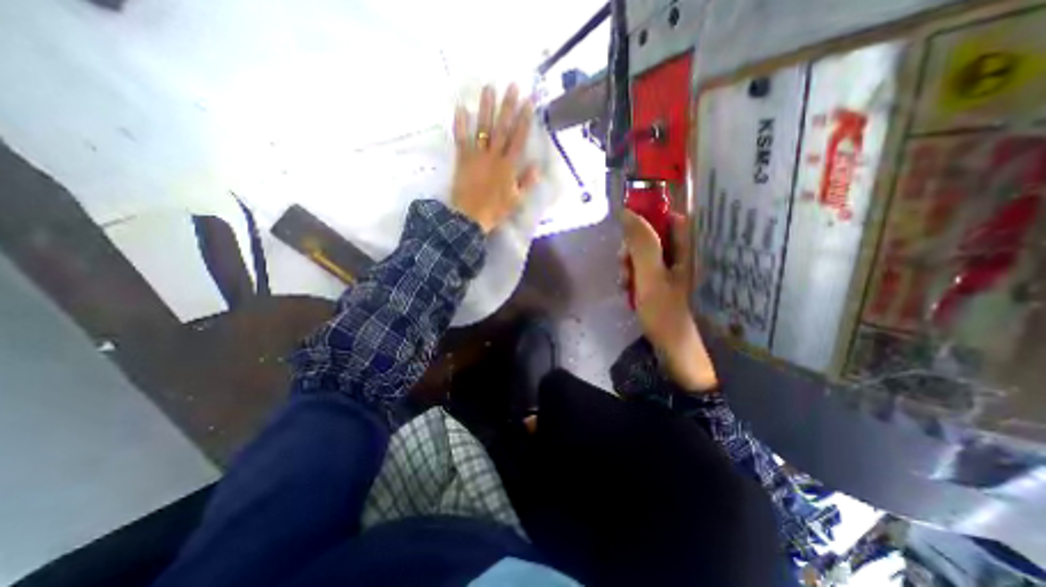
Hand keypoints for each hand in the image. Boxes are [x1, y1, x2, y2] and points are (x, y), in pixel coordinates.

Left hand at [455, 83, 544, 230]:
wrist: (469, 218)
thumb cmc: (495, 210)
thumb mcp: (515, 200)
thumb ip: (526, 183)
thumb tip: (537, 167)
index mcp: (508, 166)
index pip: (518, 138)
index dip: (524, 119)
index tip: (528, 101)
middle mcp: (494, 156)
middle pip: (502, 128)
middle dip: (507, 106)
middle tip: (511, 85)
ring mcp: (477, 156)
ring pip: (483, 128)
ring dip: (486, 107)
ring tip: (488, 87)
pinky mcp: (462, 159)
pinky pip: (461, 139)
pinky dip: (459, 124)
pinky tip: (460, 108)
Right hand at [620, 208, 719, 391]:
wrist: (673, 351)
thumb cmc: (666, 313)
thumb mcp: (650, 276)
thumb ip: (641, 244)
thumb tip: (627, 212)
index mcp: (686, 250)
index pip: (670, 218)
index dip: (648, 219)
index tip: (627, 230)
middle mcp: (681, 257)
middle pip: (653, 237)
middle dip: (632, 249)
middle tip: (623, 264)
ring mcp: (671, 272)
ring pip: (645, 255)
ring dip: (629, 266)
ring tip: (625, 284)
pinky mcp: (662, 285)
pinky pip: (643, 271)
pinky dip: (632, 278)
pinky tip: (627, 291)